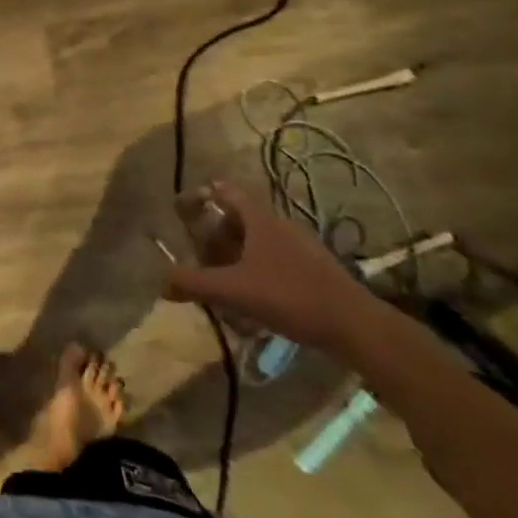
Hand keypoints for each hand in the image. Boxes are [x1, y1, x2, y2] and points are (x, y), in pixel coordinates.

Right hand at [159, 180, 379, 351]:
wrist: (356, 326)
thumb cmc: (290, 297)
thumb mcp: (233, 291)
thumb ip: (194, 284)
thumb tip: (161, 281)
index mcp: (259, 219)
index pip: (226, 190)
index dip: (203, 194)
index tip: (185, 208)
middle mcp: (279, 224)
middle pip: (239, 219)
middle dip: (217, 236)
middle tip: (201, 258)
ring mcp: (301, 246)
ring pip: (258, 242)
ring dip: (237, 256)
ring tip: (225, 283)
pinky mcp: (315, 269)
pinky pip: (275, 260)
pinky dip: (258, 271)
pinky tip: (255, 301)